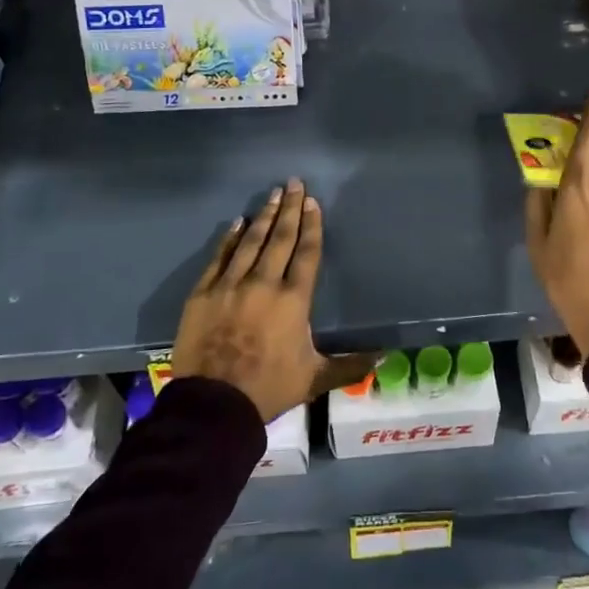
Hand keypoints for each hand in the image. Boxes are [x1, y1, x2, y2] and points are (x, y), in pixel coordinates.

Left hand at [172, 179, 372, 421]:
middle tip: (294, 183)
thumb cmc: (268, 388)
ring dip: (263, 216)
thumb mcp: (314, 378)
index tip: (313, 203)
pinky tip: (237, 223)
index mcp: (293, 300)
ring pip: (251, 241)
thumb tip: (385, 357)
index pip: (306, 253)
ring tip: (272, 194)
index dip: (311, 226)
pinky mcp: (203, 293)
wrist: (213, 405)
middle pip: (280, 238)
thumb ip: (350, 365)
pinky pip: (219, 257)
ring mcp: (230, 285)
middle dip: (290, 209)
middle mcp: (264, 283)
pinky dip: (229, 238)